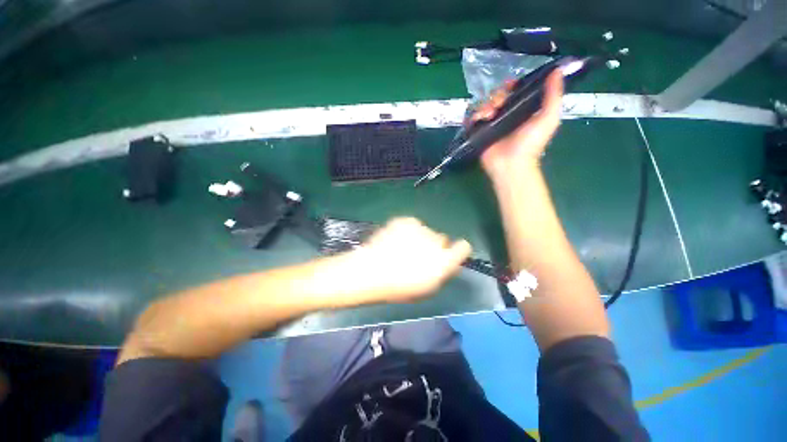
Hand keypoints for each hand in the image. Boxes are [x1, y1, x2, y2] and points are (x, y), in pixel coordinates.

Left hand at [344, 218, 471, 303]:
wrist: (371, 271)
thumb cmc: (399, 287)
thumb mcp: (427, 288)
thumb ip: (443, 272)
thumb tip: (449, 262)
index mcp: (444, 261)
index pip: (463, 247)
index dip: (457, 250)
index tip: (449, 254)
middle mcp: (436, 241)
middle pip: (442, 239)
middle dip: (434, 245)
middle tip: (418, 254)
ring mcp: (421, 228)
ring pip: (426, 231)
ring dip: (419, 238)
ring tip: (402, 248)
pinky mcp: (407, 220)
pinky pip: (413, 224)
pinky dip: (407, 230)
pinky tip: (395, 239)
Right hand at [471, 70, 563, 179]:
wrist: (511, 164)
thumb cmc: (530, 144)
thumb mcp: (548, 119)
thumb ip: (554, 96)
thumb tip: (557, 70)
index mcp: (522, 109)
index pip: (514, 91)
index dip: (511, 85)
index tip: (510, 84)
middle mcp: (506, 115)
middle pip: (497, 96)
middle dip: (496, 96)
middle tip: (498, 104)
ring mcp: (491, 124)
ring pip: (484, 105)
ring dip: (484, 106)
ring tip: (488, 115)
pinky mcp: (479, 132)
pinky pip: (472, 118)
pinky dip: (473, 116)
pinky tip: (479, 119)